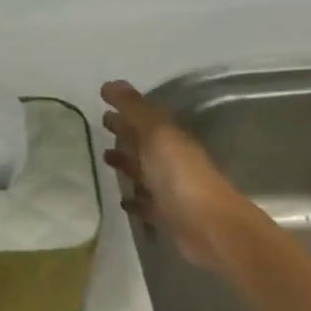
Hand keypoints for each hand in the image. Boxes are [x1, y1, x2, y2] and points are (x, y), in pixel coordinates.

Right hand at [102, 80, 247, 269]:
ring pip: (144, 172)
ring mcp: (170, 189)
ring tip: (104, 159)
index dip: (126, 111)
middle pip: (145, 143)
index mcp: (171, 139)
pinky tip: (121, 199)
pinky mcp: (166, 216)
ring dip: (127, 164)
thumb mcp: (157, 135)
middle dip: (125, 134)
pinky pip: (146, 203)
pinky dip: (134, 199)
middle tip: (102, 127)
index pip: (146, 120)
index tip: (103, 106)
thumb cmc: (181, 176)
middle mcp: (171, 161)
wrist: (208, 227)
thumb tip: (109, 83)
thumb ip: (134, 110)